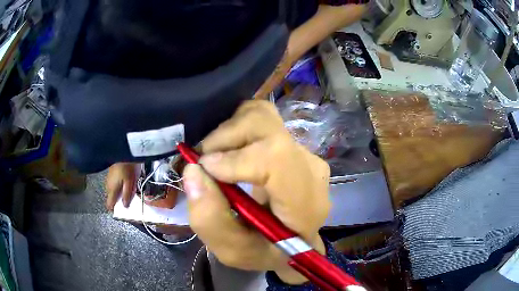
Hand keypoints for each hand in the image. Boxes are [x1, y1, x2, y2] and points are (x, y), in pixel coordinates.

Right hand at [105, 163, 136, 209]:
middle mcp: (108, 185)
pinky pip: (115, 184)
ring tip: (130, 188)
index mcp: (111, 189)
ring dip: (120, 192)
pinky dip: (120, 185)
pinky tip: (127, 181)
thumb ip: (126, 195)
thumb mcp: (130, 183)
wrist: (125, 150)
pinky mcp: (111, 173)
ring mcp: (108, 179)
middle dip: (120, 200)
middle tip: (130, 197)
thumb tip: (125, 206)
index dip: (115, 209)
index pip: (109, 204)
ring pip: (114, 190)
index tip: (122, 211)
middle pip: (113, 197)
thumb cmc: (127, 167)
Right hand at [183, 100, 330, 284]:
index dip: (235, 158)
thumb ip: (210, 220)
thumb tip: (193, 171)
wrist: (291, 242)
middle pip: (265, 126)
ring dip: (229, 132)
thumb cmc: (266, 252)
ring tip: (215, 158)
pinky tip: (228, 152)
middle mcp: (310, 169)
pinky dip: (236, 128)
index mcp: (305, 203)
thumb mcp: (233, 251)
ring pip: (261, 116)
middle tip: (203, 163)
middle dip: (224, 138)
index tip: (204, 168)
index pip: (277, 158)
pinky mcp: (293, 143)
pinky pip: (261, 120)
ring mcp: (304, 152)